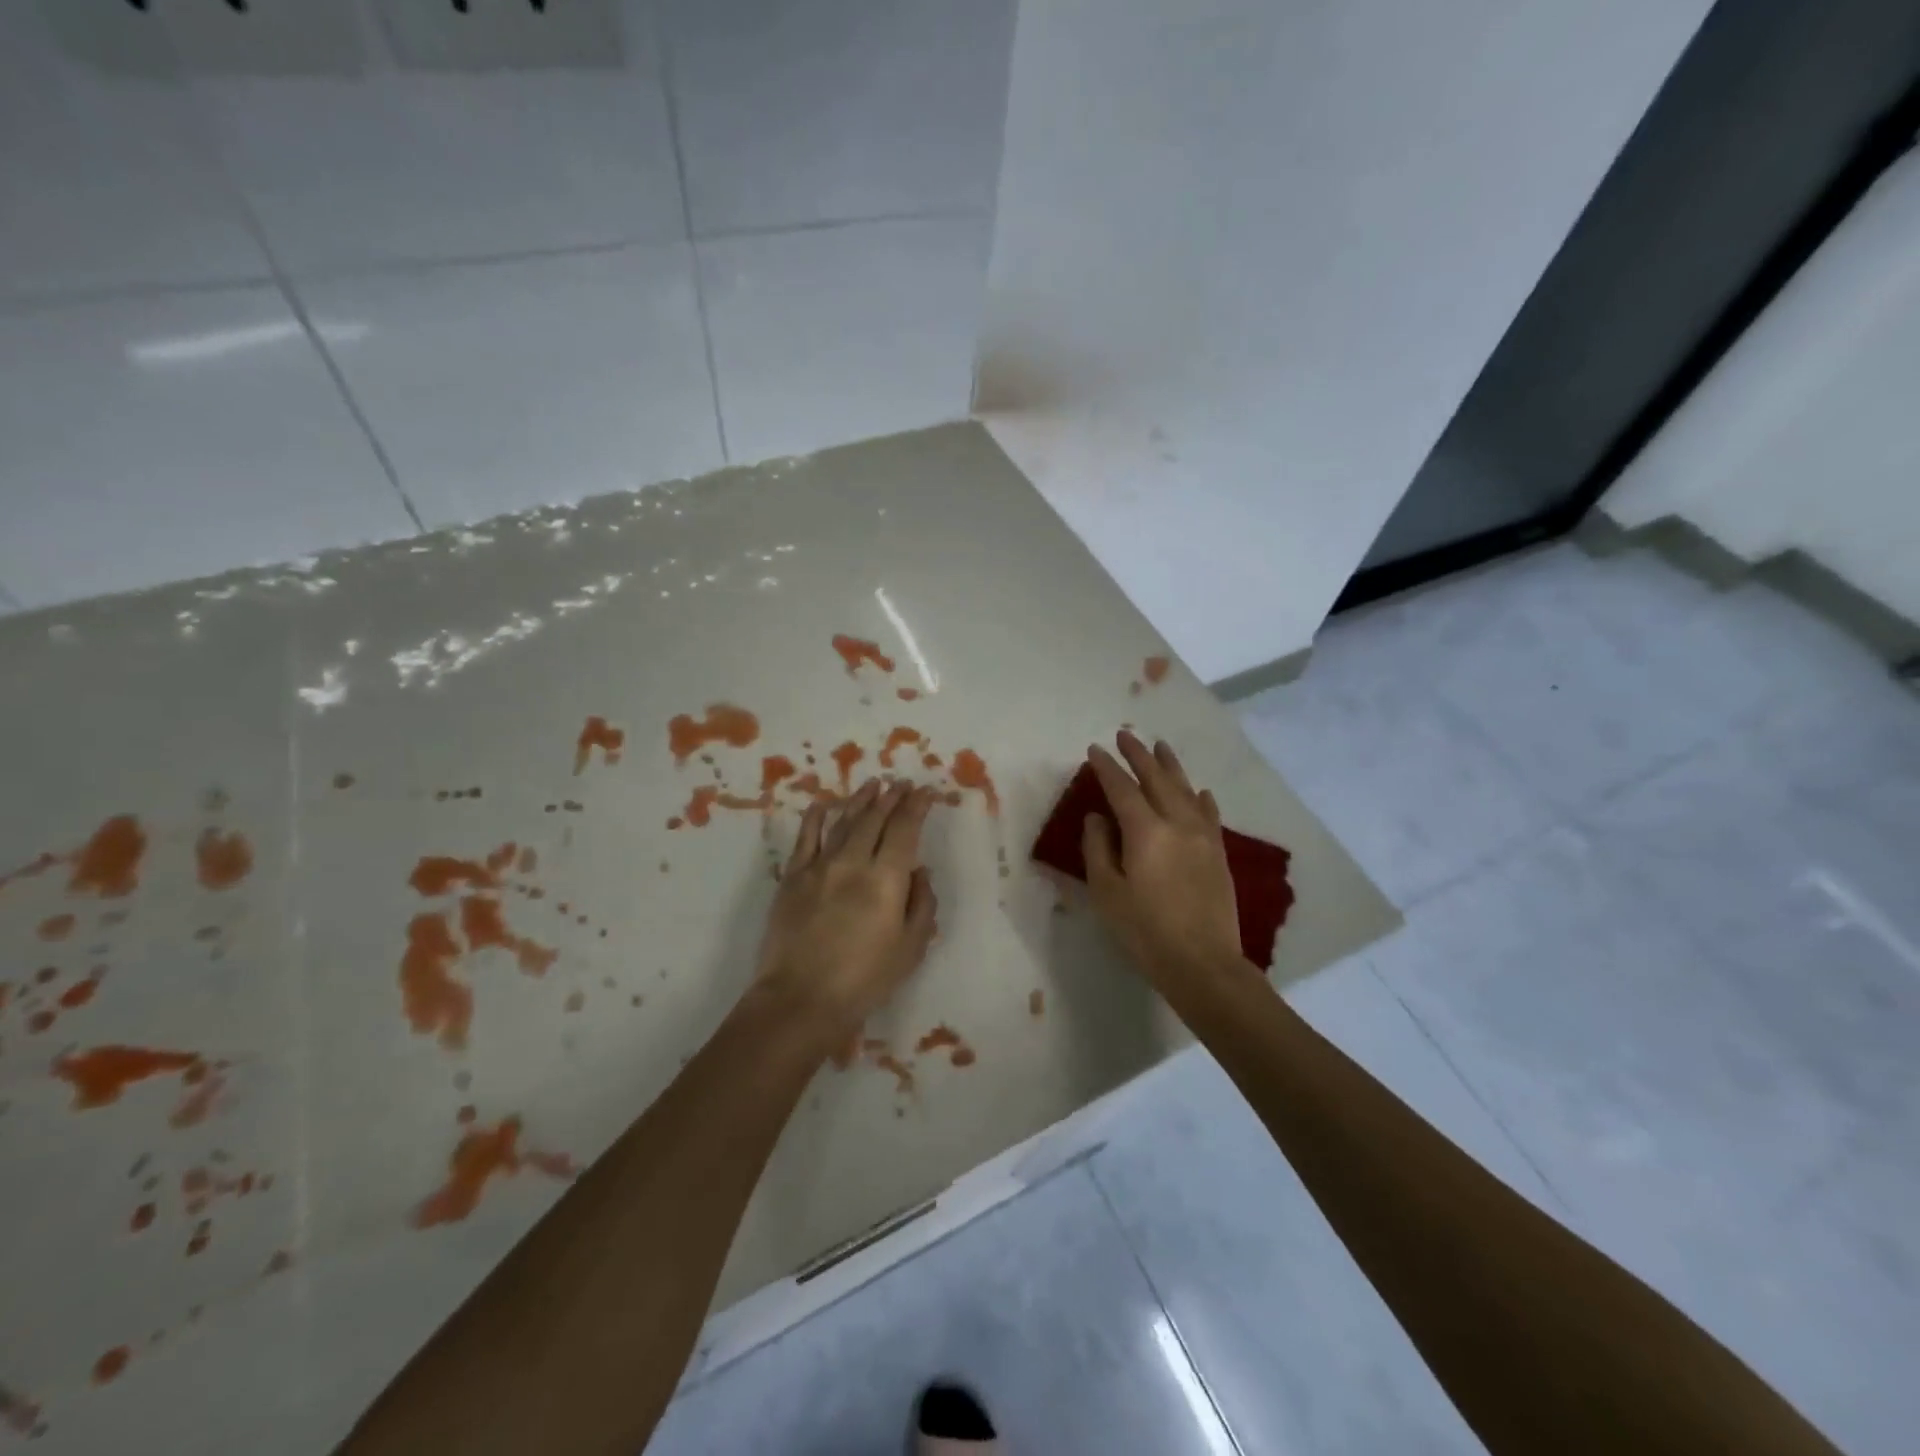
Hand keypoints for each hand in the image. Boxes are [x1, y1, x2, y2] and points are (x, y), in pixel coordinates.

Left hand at [756, 780, 938, 1057]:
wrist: (800, 1000)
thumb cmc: (864, 980)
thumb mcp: (910, 948)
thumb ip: (921, 904)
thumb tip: (920, 871)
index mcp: (886, 879)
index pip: (905, 829)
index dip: (916, 806)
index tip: (925, 792)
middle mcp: (852, 862)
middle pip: (875, 818)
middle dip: (891, 797)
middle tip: (902, 784)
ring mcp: (819, 866)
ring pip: (843, 821)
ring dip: (860, 800)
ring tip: (873, 783)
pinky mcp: (792, 877)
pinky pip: (806, 837)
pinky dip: (816, 816)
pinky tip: (823, 804)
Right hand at [1082, 731, 1244, 985]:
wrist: (1203, 963)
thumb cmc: (1145, 931)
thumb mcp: (1107, 891)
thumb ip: (1098, 848)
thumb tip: (1098, 817)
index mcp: (1145, 831)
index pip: (1121, 788)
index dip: (1106, 767)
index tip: (1094, 749)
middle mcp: (1177, 823)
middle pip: (1157, 779)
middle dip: (1139, 755)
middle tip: (1126, 735)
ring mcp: (1203, 836)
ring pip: (1186, 790)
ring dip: (1171, 766)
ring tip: (1160, 746)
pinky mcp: (1218, 853)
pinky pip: (1209, 814)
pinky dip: (1201, 798)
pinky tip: (1199, 791)